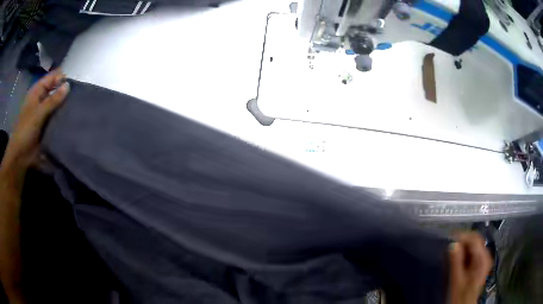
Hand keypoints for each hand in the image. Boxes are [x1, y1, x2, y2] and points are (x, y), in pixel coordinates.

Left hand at [2, 70, 68, 170]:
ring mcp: (42, 113)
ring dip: (63, 106)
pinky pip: (55, 118)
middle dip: (64, 92)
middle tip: (78, 95)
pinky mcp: (45, 126)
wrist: (20, 156)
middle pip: (54, 90)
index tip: (74, 82)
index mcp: (37, 92)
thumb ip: (53, 100)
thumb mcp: (38, 113)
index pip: (51, 78)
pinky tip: (70, 118)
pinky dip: (61, 118)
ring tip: (76, 106)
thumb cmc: (26, 130)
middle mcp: (40, 100)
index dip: (61, 77)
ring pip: (55, 104)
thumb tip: (68, 85)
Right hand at [448, 232, 492, 303]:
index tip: (449, 239)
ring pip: (473, 247)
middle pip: (475, 241)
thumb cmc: (461, 296)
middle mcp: (486, 256)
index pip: (475, 238)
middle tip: (448, 247)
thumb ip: (456, 262)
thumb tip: (452, 244)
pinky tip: (457, 260)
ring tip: (451, 253)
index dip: (462, 236)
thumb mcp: (457, 280)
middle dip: (462, 242)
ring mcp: (483, 260)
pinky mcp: (479, 265)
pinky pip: (472, 253)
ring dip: (462, 248)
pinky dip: (464, 254)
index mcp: (483, 258)